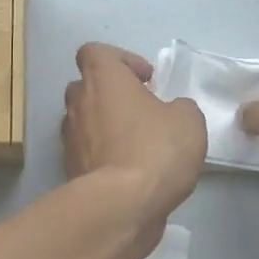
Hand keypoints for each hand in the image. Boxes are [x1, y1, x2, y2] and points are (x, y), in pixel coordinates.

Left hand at [62, 43, 206, 228]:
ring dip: (105, 126)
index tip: (146, 80)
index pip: (94, 52)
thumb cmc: (155, 150)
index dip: (121, 61)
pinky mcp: (70, 170)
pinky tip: (129, 172)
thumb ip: (179, 107)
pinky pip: (87, 153)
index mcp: (103, 79)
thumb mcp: (188, 120)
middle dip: (111, 95)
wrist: (122, 206)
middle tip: (141, 111)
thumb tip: (171, 112)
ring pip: (84, 121)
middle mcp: (79, 104)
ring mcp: (70, 139)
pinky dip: (103, 156)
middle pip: (86, 87)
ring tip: (136, 144)